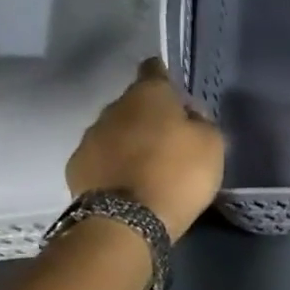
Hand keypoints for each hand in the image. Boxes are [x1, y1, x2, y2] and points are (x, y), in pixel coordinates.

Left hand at [67, 58, 224, 240]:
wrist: (126, 220)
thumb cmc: (177, 175)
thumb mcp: (212, 146)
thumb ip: (202, 123)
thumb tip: (190, 116)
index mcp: (149, 94)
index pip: (156, 69)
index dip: (168, 80)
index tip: (179, 97)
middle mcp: (114, 106)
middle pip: (135, 104)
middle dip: (151, 118)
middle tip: (171, 142)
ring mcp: (90, 136)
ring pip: (116, 131)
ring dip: (131, 143)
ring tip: (149, 168)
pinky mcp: (77, 166)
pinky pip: (102, 159)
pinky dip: (115, 167)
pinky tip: (128, 185)